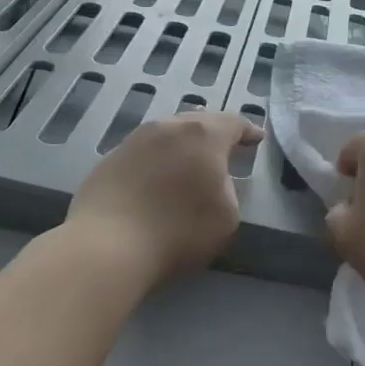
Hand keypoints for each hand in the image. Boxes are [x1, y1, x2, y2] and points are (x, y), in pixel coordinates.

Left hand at [65, 111, 262, 286]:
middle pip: (198, 121)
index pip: (233, 123)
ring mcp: (135, 139)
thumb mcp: (227, 215)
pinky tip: (157, 176)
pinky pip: (144, 151)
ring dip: (183, 143)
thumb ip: (228, 188)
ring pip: (168, 132)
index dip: (248, 131)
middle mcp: (169, 127)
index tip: (256, 138)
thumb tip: (212, 179)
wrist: (108, 244)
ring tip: (190, 159)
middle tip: (225, 147)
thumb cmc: (178, 230)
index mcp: (203, 134)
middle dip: (214, 132)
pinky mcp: (110, 157)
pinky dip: (158, 158)